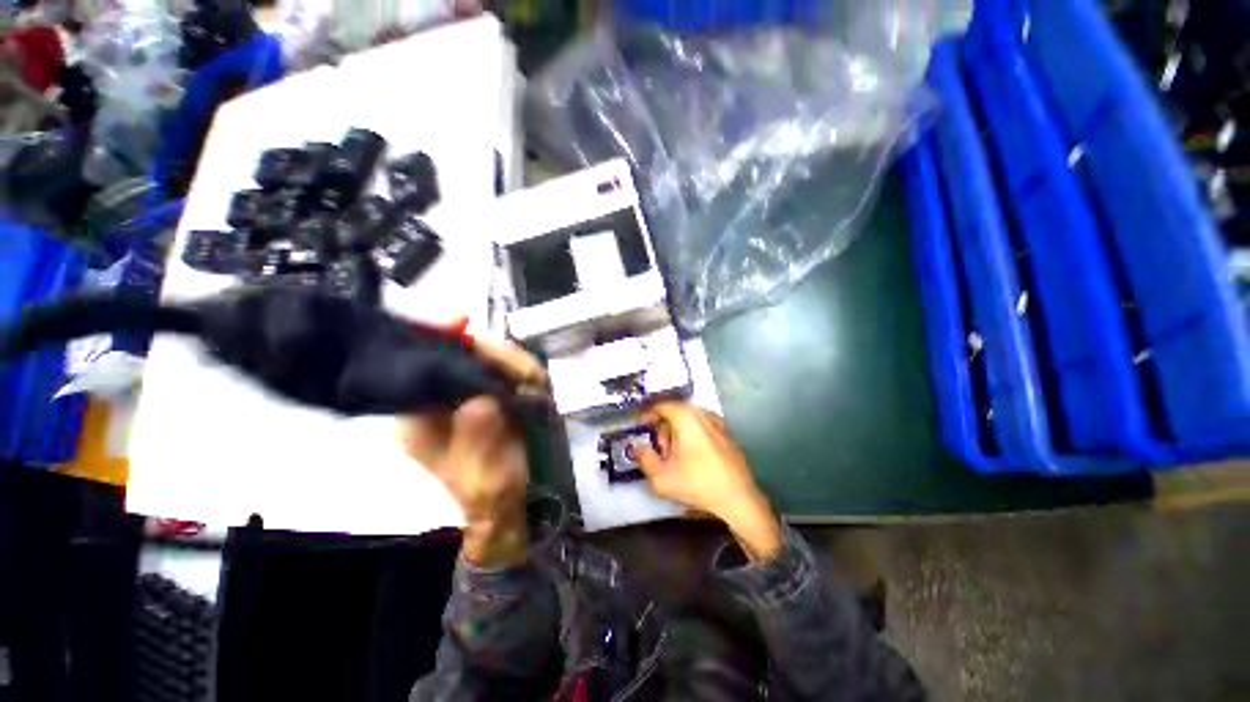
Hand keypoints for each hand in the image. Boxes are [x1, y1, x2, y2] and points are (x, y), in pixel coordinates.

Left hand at [398, 338, 547, 567]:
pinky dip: (522, 372)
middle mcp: (439, 398)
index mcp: (419, 415)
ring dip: (514, 365)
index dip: (442, 340)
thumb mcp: (480, 467)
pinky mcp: (491, 395)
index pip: (426, 364)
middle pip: (461, 356)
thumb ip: (478, 430)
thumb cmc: (485, 492)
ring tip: (537, 383)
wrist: (503, 506)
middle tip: (529, 374)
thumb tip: (483, 396)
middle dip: (496, 357)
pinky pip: (504, 372)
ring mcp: (468, 395)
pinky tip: (535, 384)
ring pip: (487, 361)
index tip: (460, 321)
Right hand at [633, 402, 782, 561]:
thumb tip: (636, 445)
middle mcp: (703, 413)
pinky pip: (703, 427)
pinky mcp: (728, 435)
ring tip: (676, 458)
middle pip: (675, 412)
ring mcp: (719, 423)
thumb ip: (644, 457)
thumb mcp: (661, 477)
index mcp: (686, 417)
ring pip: (689, 420)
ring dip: (677, 434)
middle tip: (660, 451)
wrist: (739, 499)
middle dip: (663, 429)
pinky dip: (692, 436)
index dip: (646, 415)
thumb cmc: (697, 484)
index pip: (660, 406)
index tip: (638, 428)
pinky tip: (694, 459)